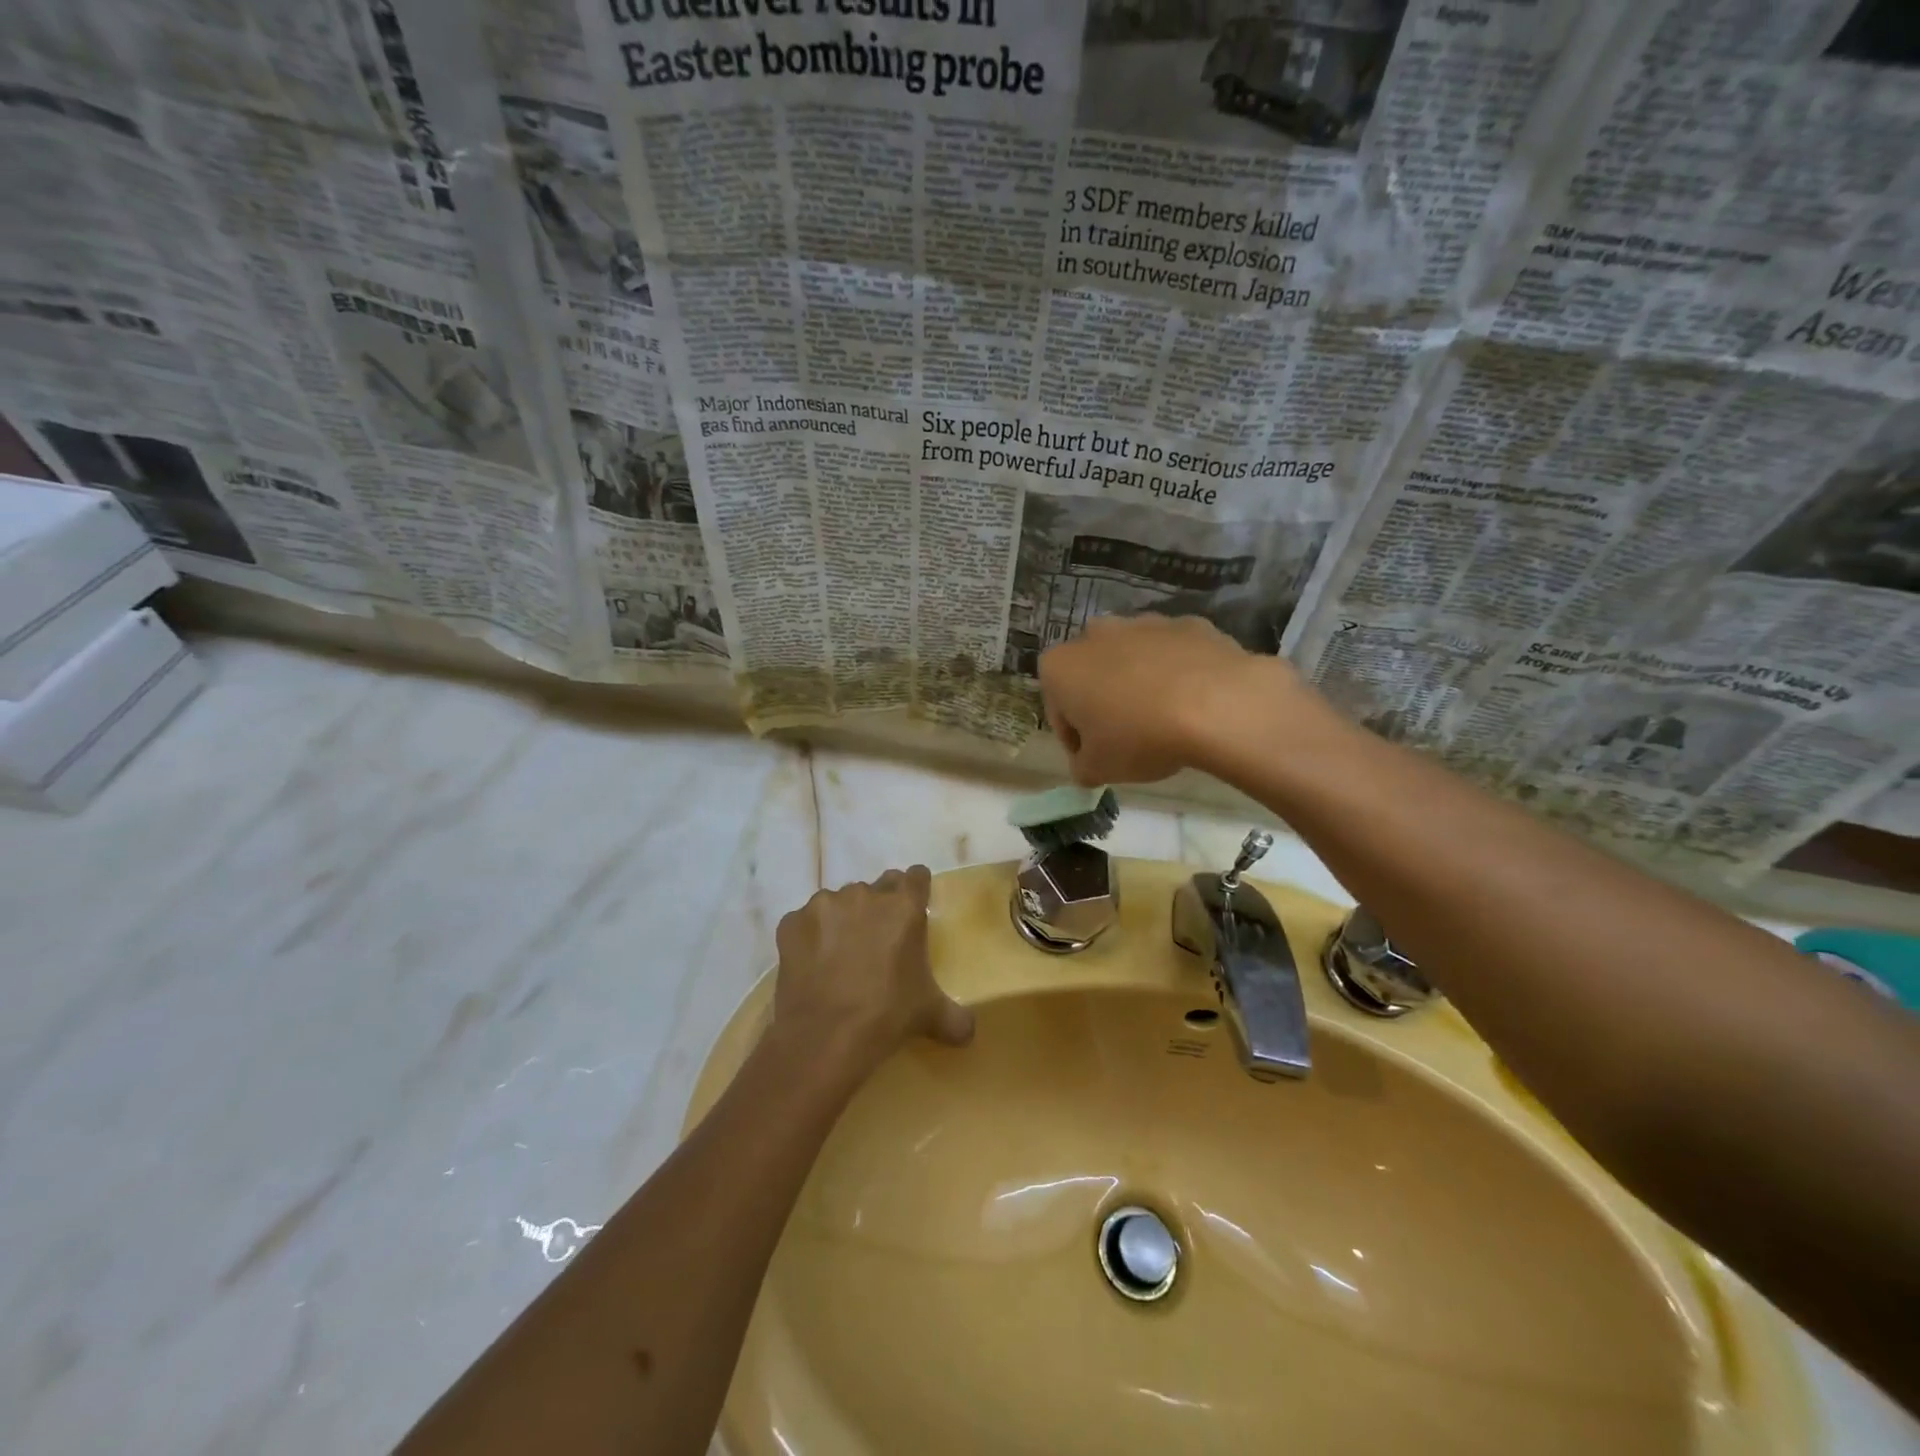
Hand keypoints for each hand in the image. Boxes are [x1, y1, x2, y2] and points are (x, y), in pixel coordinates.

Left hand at [771, 865, 973, 1074]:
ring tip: (840, 957)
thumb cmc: (887, 1016)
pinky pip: (805, 923)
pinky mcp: (791, 922)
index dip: (916, 890)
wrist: (824, 1037)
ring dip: (842, 920)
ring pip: (838, 903)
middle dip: (879, 908)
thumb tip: (969, 1032)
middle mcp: (864, 894)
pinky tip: (812, 966)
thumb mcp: (930, 1015)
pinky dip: (810, 938)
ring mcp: (823, 905)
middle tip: (877, 942)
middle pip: (877, 887)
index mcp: (903, 906)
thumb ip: (955, 1017)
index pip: (916, 876)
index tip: (913, 909)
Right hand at [1039, 614, 1300, 783]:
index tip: (1095, 759)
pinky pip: (1174, 654)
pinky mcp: (1188, 624)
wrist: (1217, 705)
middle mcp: (1095, 634)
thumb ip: (1082, 767)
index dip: (1075, 739)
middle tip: (1127, 738)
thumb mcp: (1098, 770)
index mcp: (1061, 666)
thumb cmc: (1139, 737)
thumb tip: (1087, 764)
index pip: (1058, 710)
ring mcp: (1144, 623)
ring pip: (1133, 659)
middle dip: (1104, 702)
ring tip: (1164, 721)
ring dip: (1139, 684)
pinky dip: (1177, 673)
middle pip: (1093, 675)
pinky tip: (1194, 703)